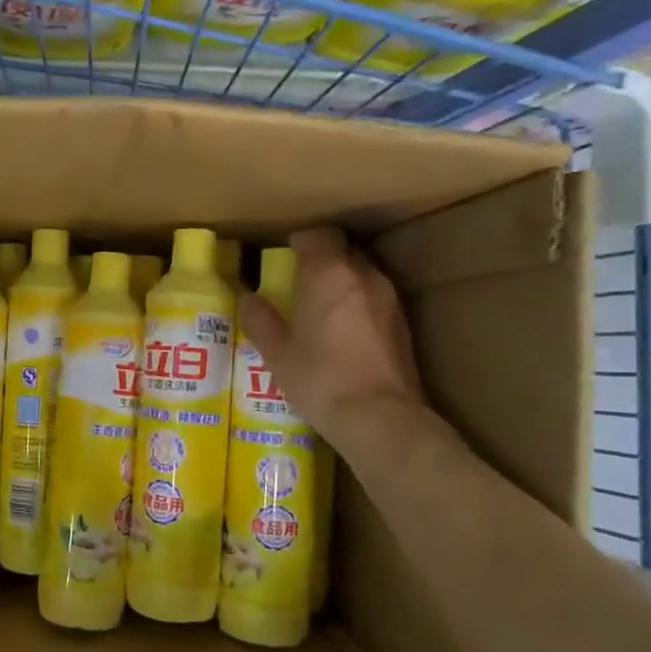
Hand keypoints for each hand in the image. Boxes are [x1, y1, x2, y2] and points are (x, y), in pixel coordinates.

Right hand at [237, 226, 423, 450]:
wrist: (379, 416)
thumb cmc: (319, 378)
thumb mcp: (277, 353)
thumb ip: (260, 320)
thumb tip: (248, 299)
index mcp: (328, 274)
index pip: (318, 235)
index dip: (300, 241)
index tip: (284, 257)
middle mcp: (363, 276)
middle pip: (342, 251)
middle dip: (321, 261)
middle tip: (298, 284)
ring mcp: (388, 298)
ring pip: (361, 274)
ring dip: (341, 283)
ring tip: (319, 309)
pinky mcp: (402, 323)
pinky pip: (374, 299)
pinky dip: (357, 305)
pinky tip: (342, 333)